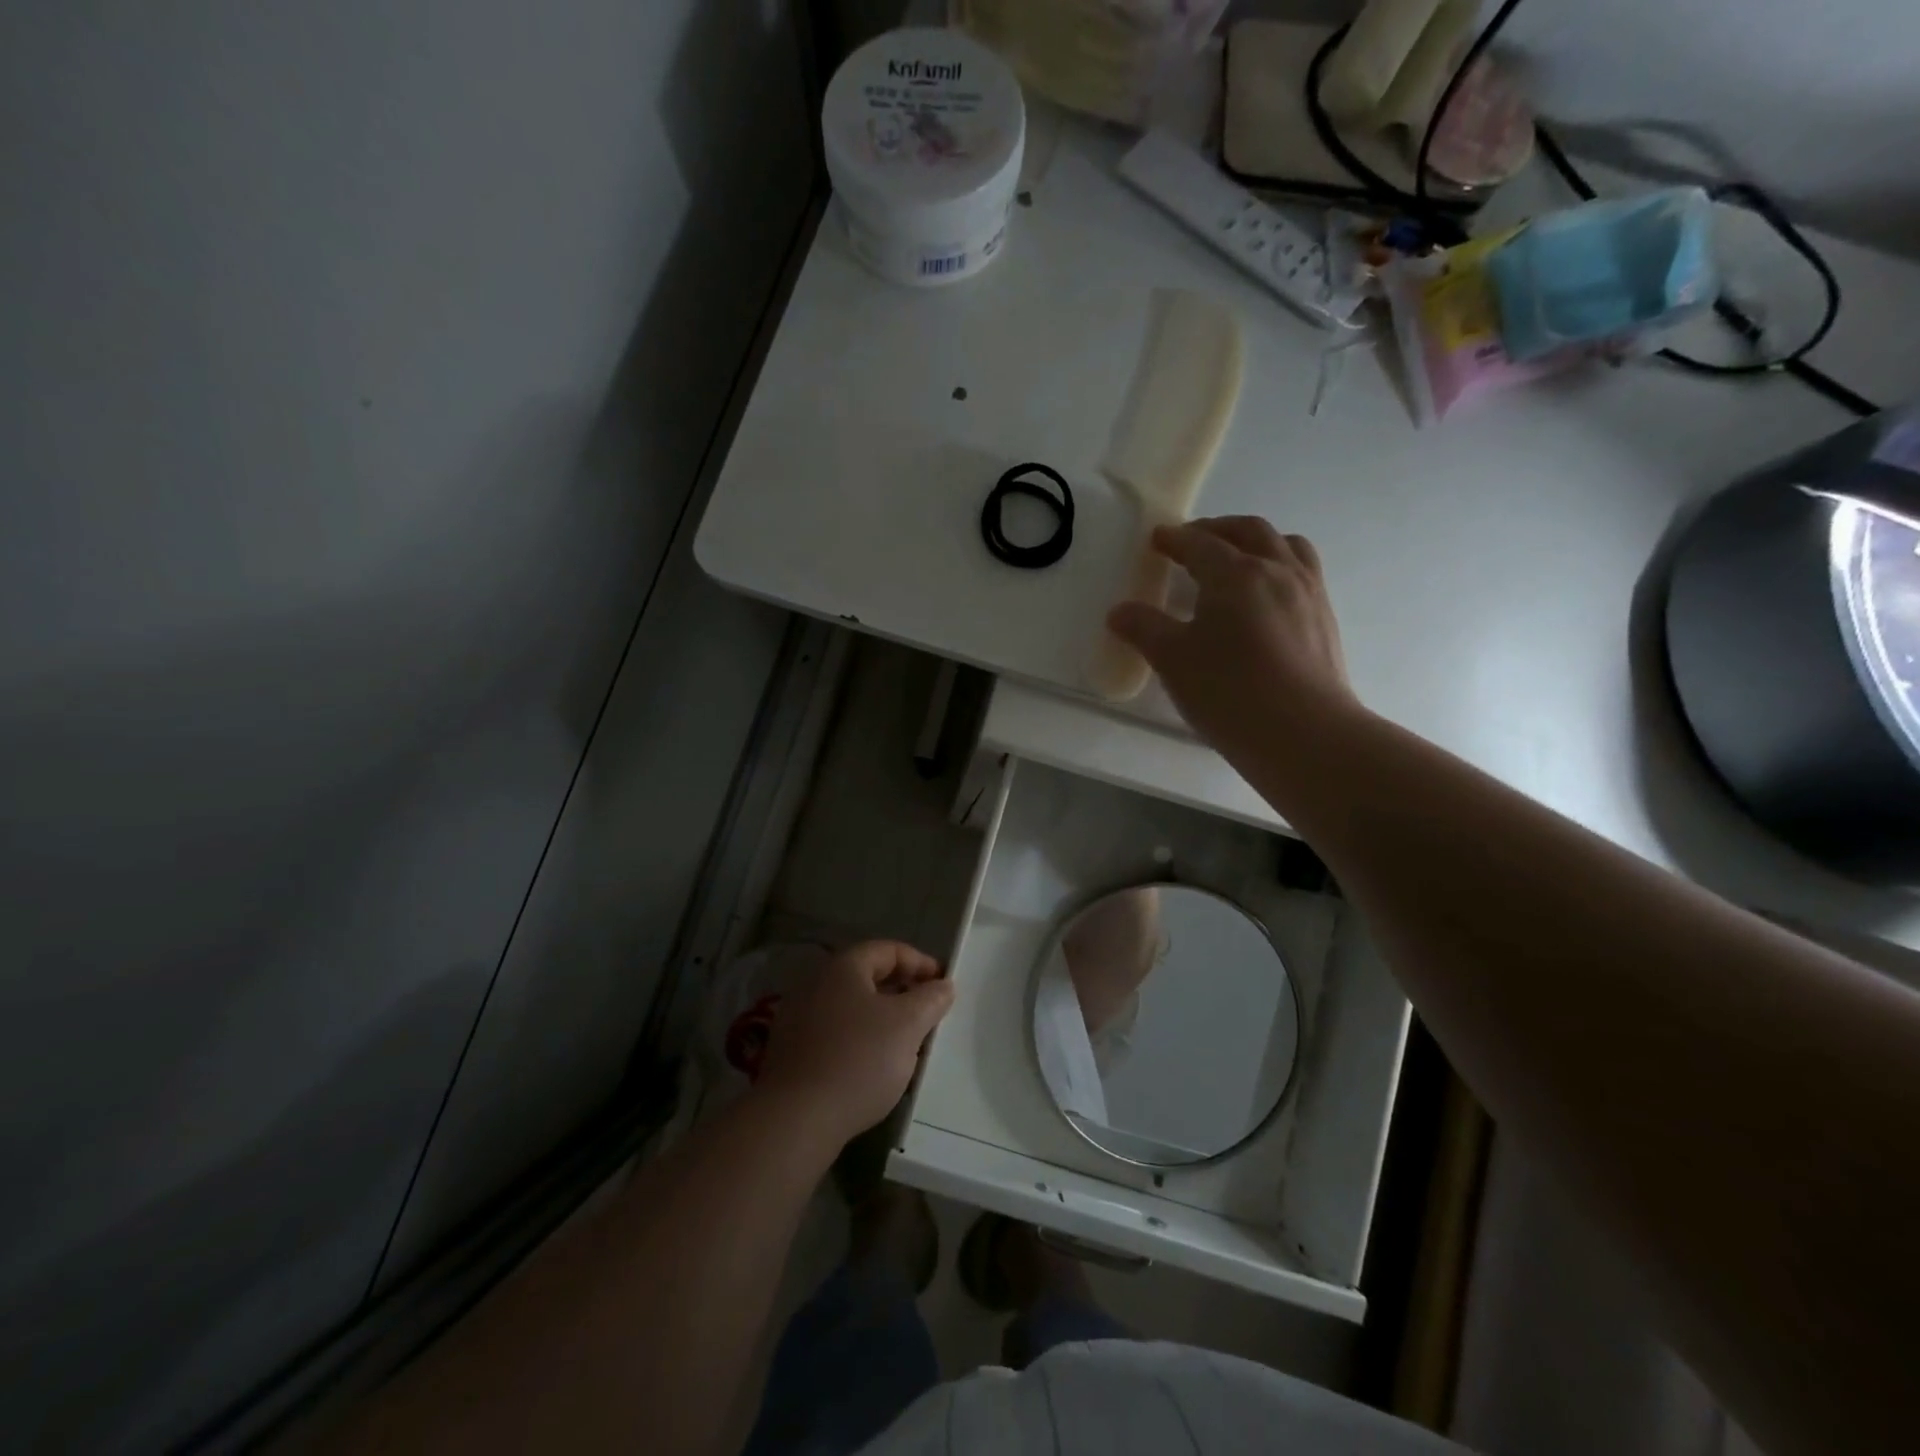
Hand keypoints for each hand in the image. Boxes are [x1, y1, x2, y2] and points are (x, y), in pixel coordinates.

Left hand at [757, 940, 954, 1148]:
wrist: (795, 1119)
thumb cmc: (858, 1060)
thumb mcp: (907, 1025)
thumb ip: (930, 999)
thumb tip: (943, 985)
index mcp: (842, 967)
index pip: (888, 950)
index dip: (920, 962)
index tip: (944, 984)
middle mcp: (815, 984)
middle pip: (868, 978)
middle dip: (903, 992)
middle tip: (929, 1013)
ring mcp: (798, 1018)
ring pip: (853, 1008)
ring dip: (883, 1019)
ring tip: (908, 1044)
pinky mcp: (792, 1052)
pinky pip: (836, 1034)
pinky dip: (861, 1041)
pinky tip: (876, 1068)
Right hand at [1106, 517, 1356, 765]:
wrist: (1304, 734)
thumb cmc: (1229, 692)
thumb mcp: (1173, 661)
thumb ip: (1144, 629)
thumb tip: (1119, 612)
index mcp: (1236, 574)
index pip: (1201, 543)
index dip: (1175, 539)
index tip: (1158, 539)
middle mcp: (1277, 571)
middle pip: (1248, 531)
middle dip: (1217, 529)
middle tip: (1193, 540)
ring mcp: (1308, 593)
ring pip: (1285, 545)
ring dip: (1256, 541)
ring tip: (1238, 557)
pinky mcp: (1325, 620)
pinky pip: (1303, 572)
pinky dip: (1279, 566)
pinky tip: (1267, 596)